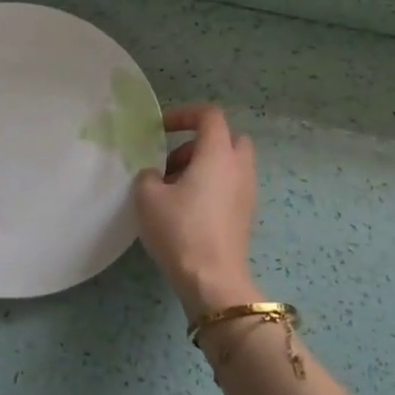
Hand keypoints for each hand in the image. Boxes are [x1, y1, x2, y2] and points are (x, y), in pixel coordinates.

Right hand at [134, 103, 257, 318]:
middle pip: (228, 138)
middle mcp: (239, 167)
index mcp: (218, 154)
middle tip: (174, 162)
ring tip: (174, 190)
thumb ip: (148, 175)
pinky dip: (212, 187)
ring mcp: (247, 193)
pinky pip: (231, 187)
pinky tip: (187, 210)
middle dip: (200, 143)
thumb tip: (155, 176)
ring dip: (204, 167)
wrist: (212, 280)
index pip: (209, 115)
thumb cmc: (180, 230)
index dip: (184, 114)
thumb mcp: (147, 197)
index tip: (161, 129)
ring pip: (229, 164)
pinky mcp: (246, 215)